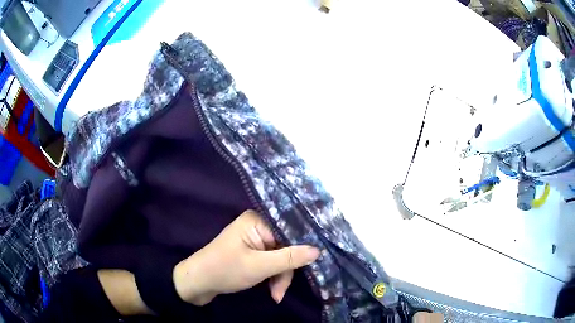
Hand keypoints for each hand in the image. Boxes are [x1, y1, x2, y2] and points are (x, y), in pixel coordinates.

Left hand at [173, 210, 319, 305]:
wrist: (197, 282)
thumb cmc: (225, 270)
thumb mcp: (259, 266)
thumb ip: (289, 258)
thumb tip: (318, 250)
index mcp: (258, 220)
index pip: (290, 231)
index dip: (303, 248)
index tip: (315, 264)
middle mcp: (258, 226)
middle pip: (286, 247)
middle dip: (285, 271)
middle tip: (280, 292)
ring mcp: (254, 240)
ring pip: (280, 258)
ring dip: (279, 278)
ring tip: (276, 295)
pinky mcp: (252, 252)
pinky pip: (271, 262)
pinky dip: (273, 277)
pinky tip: (272, 291)